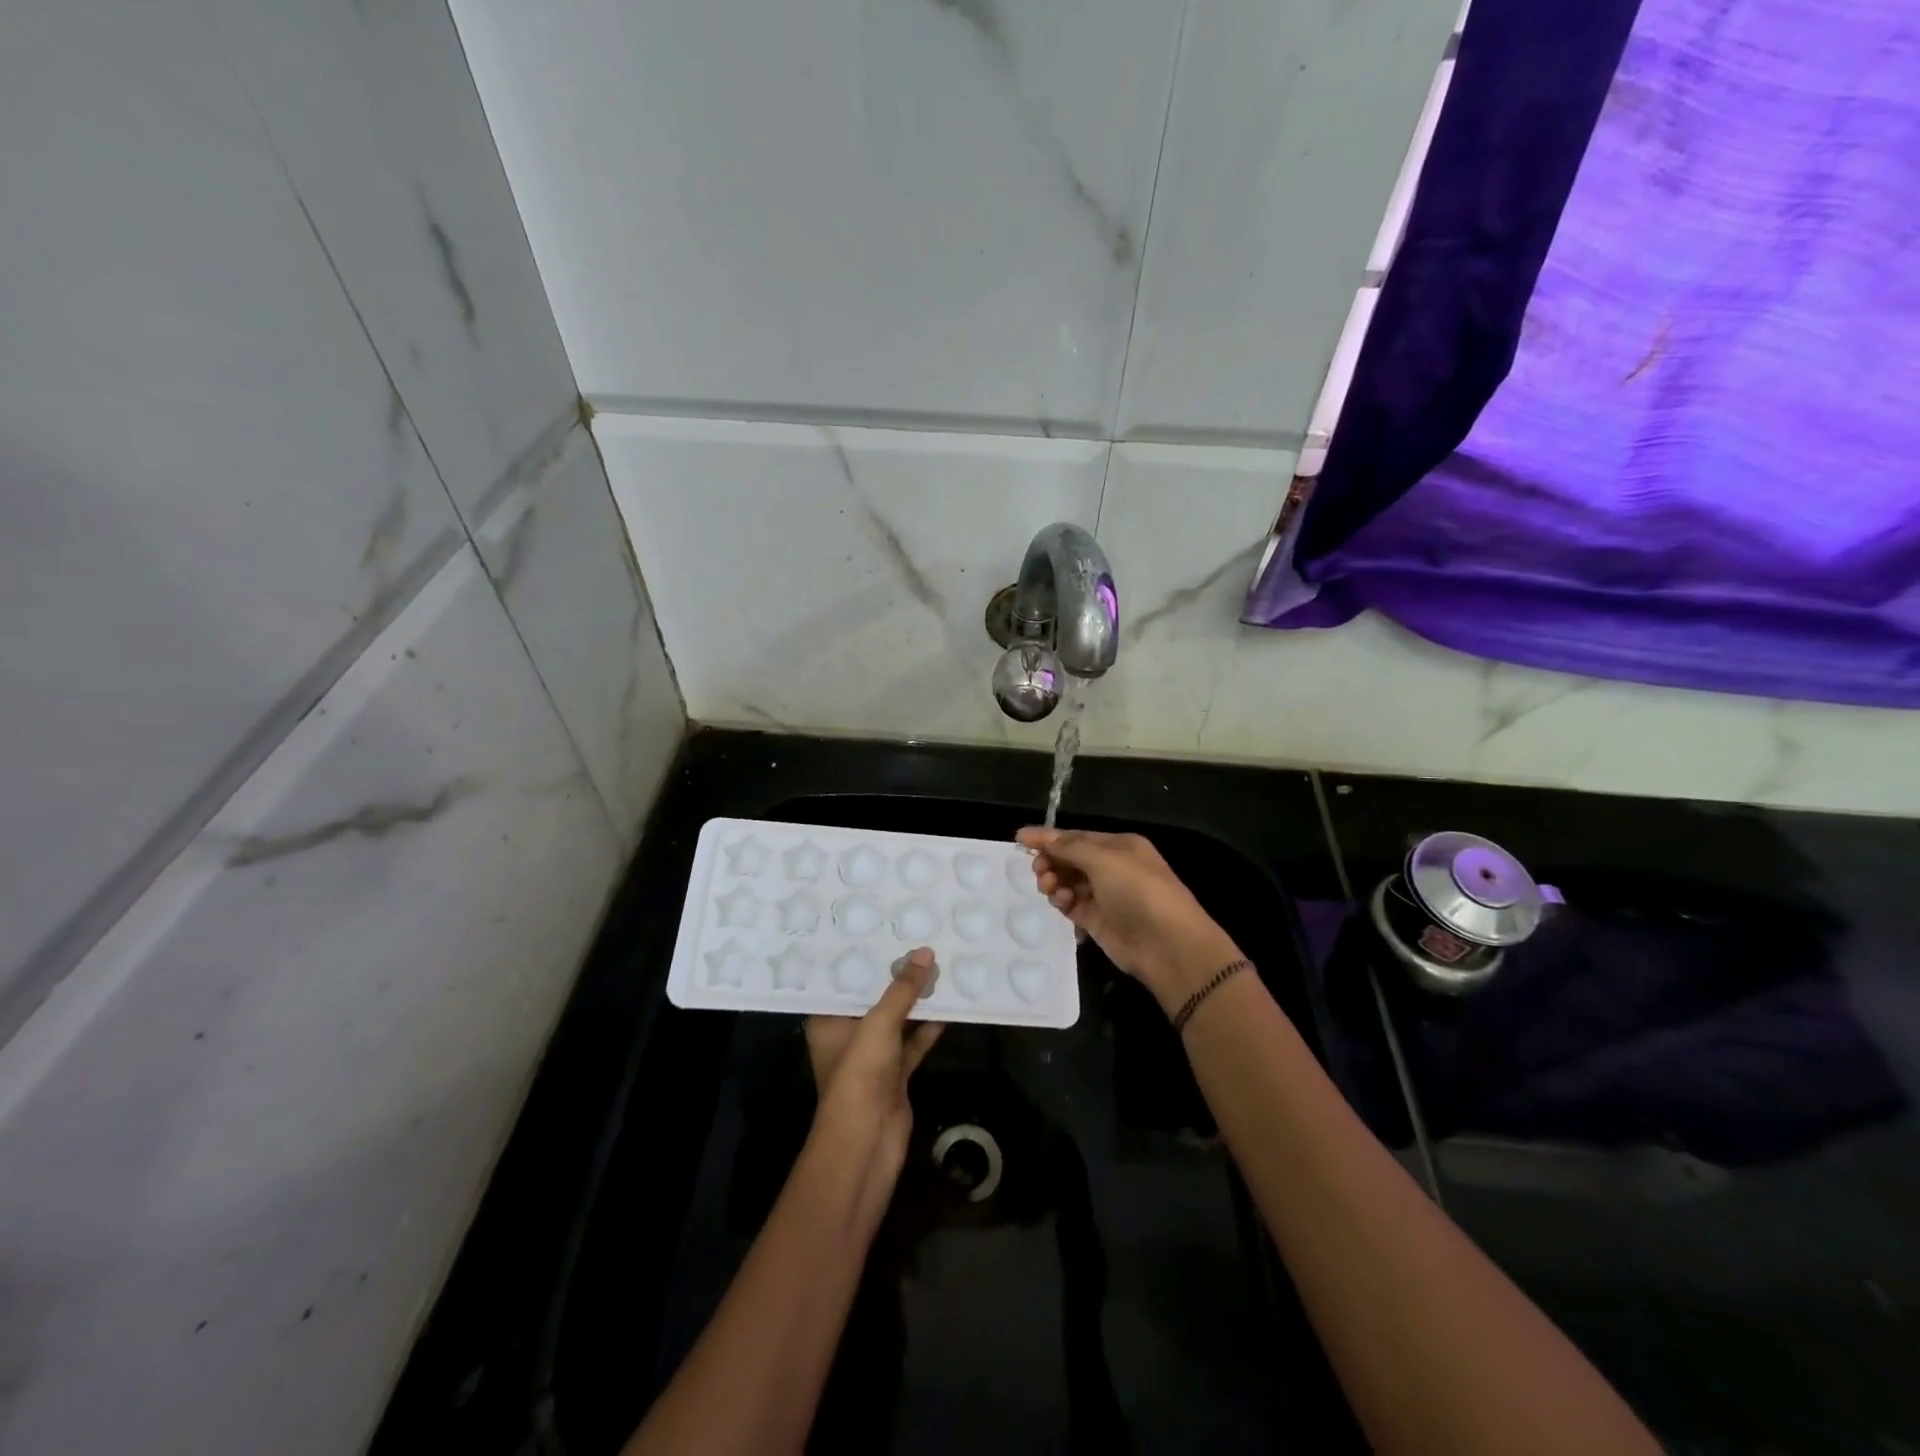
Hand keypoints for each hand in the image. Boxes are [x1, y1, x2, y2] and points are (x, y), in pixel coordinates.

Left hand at [803, 949, 944, 1228]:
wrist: (866, 1143)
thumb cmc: (859, 1075)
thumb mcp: (879, 1023)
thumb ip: (903, 989)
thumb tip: (925, 952)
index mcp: (828, 1020)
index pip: (843, 980)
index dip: (863, 957)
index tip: (883, 928)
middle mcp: (847, 1035)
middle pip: (873, 998)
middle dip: (895, 975)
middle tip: (917, 938)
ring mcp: (872, 1057)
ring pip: (896, 1019)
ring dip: (915, 1000)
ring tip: (938, 964)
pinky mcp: (895, 1074)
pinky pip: (913, 1042)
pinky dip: (928, 1028)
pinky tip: (948, 1005)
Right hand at [1017, 827, 1242, 1015]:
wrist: (1167, 944)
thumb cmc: (1138, 890)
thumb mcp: (1103, 859)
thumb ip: (1068, 847)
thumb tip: (1039, 836)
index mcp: (1119, 846)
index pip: (1076, 837)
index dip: (1048, 837)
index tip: (1019, 839)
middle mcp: (1112, 868)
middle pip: (1070, 859)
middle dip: (1051, 861)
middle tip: (1039, 870)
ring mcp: (1106, 896)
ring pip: (1068, 882)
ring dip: (1055, 881)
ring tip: (1049, 888)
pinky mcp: (1098, 921)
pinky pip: (1072, 905)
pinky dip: (1062, 901)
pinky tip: (1061, 903)